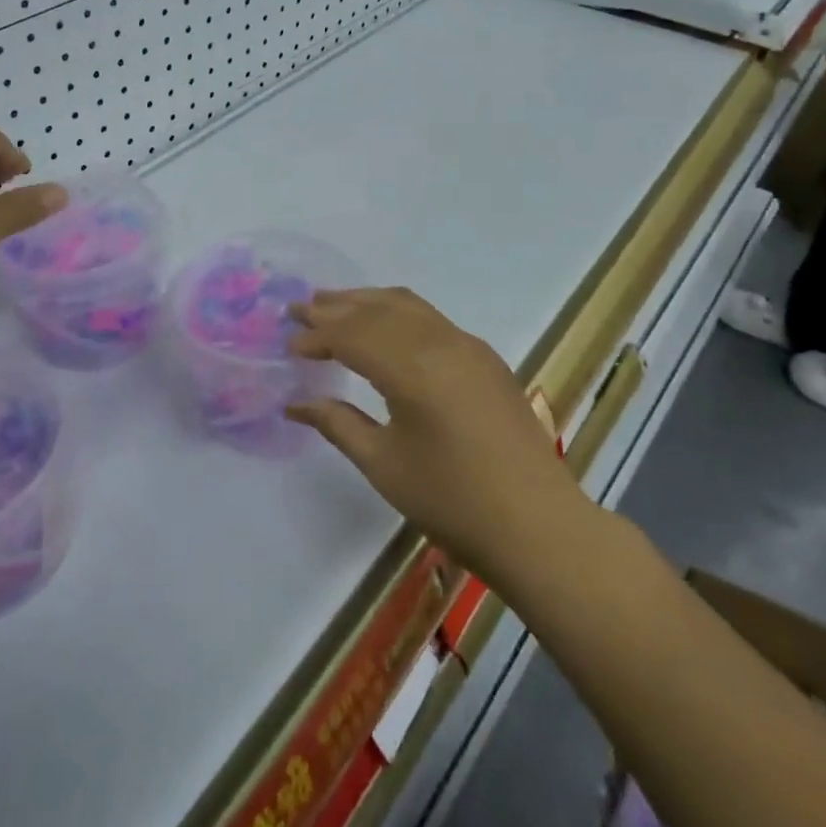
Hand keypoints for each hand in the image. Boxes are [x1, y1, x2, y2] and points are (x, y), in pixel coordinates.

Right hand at [286, 287, 584, 577]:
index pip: (351, 336)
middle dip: (335, 307)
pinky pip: (432, 318)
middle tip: (298, 309)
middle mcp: (440, 342)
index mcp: (411, 368)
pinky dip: (397, 312)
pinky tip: (385, 326)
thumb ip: (337, 423)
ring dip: (367, 301)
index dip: (316, 338)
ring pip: (407, 306)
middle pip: (377, 310)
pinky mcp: (485, 358)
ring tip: (333, 303)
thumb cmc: (451, 501)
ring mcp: (468, 346)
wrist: (537, 525)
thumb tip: (295, 403)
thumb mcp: (383, 464)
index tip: (288, 345)